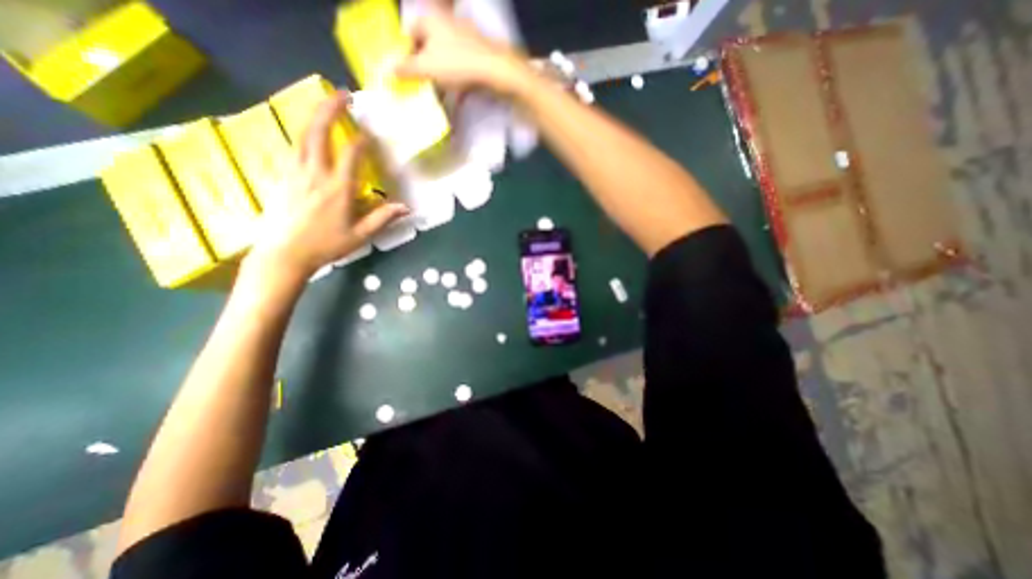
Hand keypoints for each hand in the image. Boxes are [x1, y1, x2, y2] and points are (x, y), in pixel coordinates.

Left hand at [248, 94, 408, 281]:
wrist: (284, 254)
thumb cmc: (326, 246)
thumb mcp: (360, 236)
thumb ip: (383, 218)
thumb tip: (406, 208)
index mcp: (338, 189)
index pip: (351, 154)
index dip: (362, 140)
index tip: (371, 133)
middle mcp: (315, 174)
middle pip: (318, 131)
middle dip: (330, 108)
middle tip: (343, 94)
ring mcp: (295, 172)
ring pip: (302, 134)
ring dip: (314, 116)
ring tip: (325, 105)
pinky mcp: (283, 176)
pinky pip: (294, 147)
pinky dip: (304, 133)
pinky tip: (310, 134)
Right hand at [391, 7, 527, 92]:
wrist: (494, 70)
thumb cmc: (456, 64)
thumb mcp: (426, 68)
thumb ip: (405, 69)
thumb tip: (387, 71)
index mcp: (430, 19)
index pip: (409, 35)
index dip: (405, 56)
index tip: (405, 75)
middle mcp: (446, 22)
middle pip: (428, 47)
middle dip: (423, 68)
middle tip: (421, 86)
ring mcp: (465, 36)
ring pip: (445, 58)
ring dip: (440, 76)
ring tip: (439, 94)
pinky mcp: (478, 52)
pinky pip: (461, 66)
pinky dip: (456, 79)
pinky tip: (458, 94)